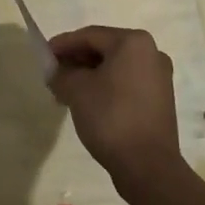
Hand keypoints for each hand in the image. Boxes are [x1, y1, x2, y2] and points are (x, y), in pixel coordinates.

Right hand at [47, 25, 183, 198]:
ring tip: (67, 92)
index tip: (44, 55)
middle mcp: (151, 53)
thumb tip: (55, 72)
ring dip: (89, 76)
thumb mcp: (76, 91)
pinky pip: (127, 84)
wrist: (148, 168)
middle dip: (76, 61)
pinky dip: (106, 88)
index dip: (63, 44)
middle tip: (54, 74)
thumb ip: (61, 73)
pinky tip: (88, 103)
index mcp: (133, 42)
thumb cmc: (111, 118)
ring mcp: (159, 78)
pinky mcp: (160, 100)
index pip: (90, 36)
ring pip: (115, 68)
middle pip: (104, 50)